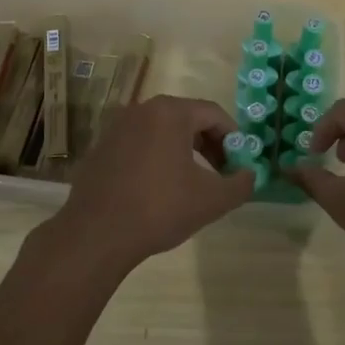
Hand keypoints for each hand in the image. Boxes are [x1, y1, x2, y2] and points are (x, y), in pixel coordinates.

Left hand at [46, 95, 251, 275]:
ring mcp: (117, 127)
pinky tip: (158, 189)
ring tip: (192, 182)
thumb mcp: (212, 200)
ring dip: (183, 151)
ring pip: (162, 131)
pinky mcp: (101, 147)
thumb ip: (240, 184)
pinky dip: (156, 157)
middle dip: (209, 143)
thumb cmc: (159, 209)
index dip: (233, 137)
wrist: (95, 235)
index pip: (213, 113)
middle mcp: (142, 109)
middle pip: (187, 118)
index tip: (239, 163)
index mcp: (170, 112)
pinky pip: (139, 144)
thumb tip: (249, 175)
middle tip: (221, 172)